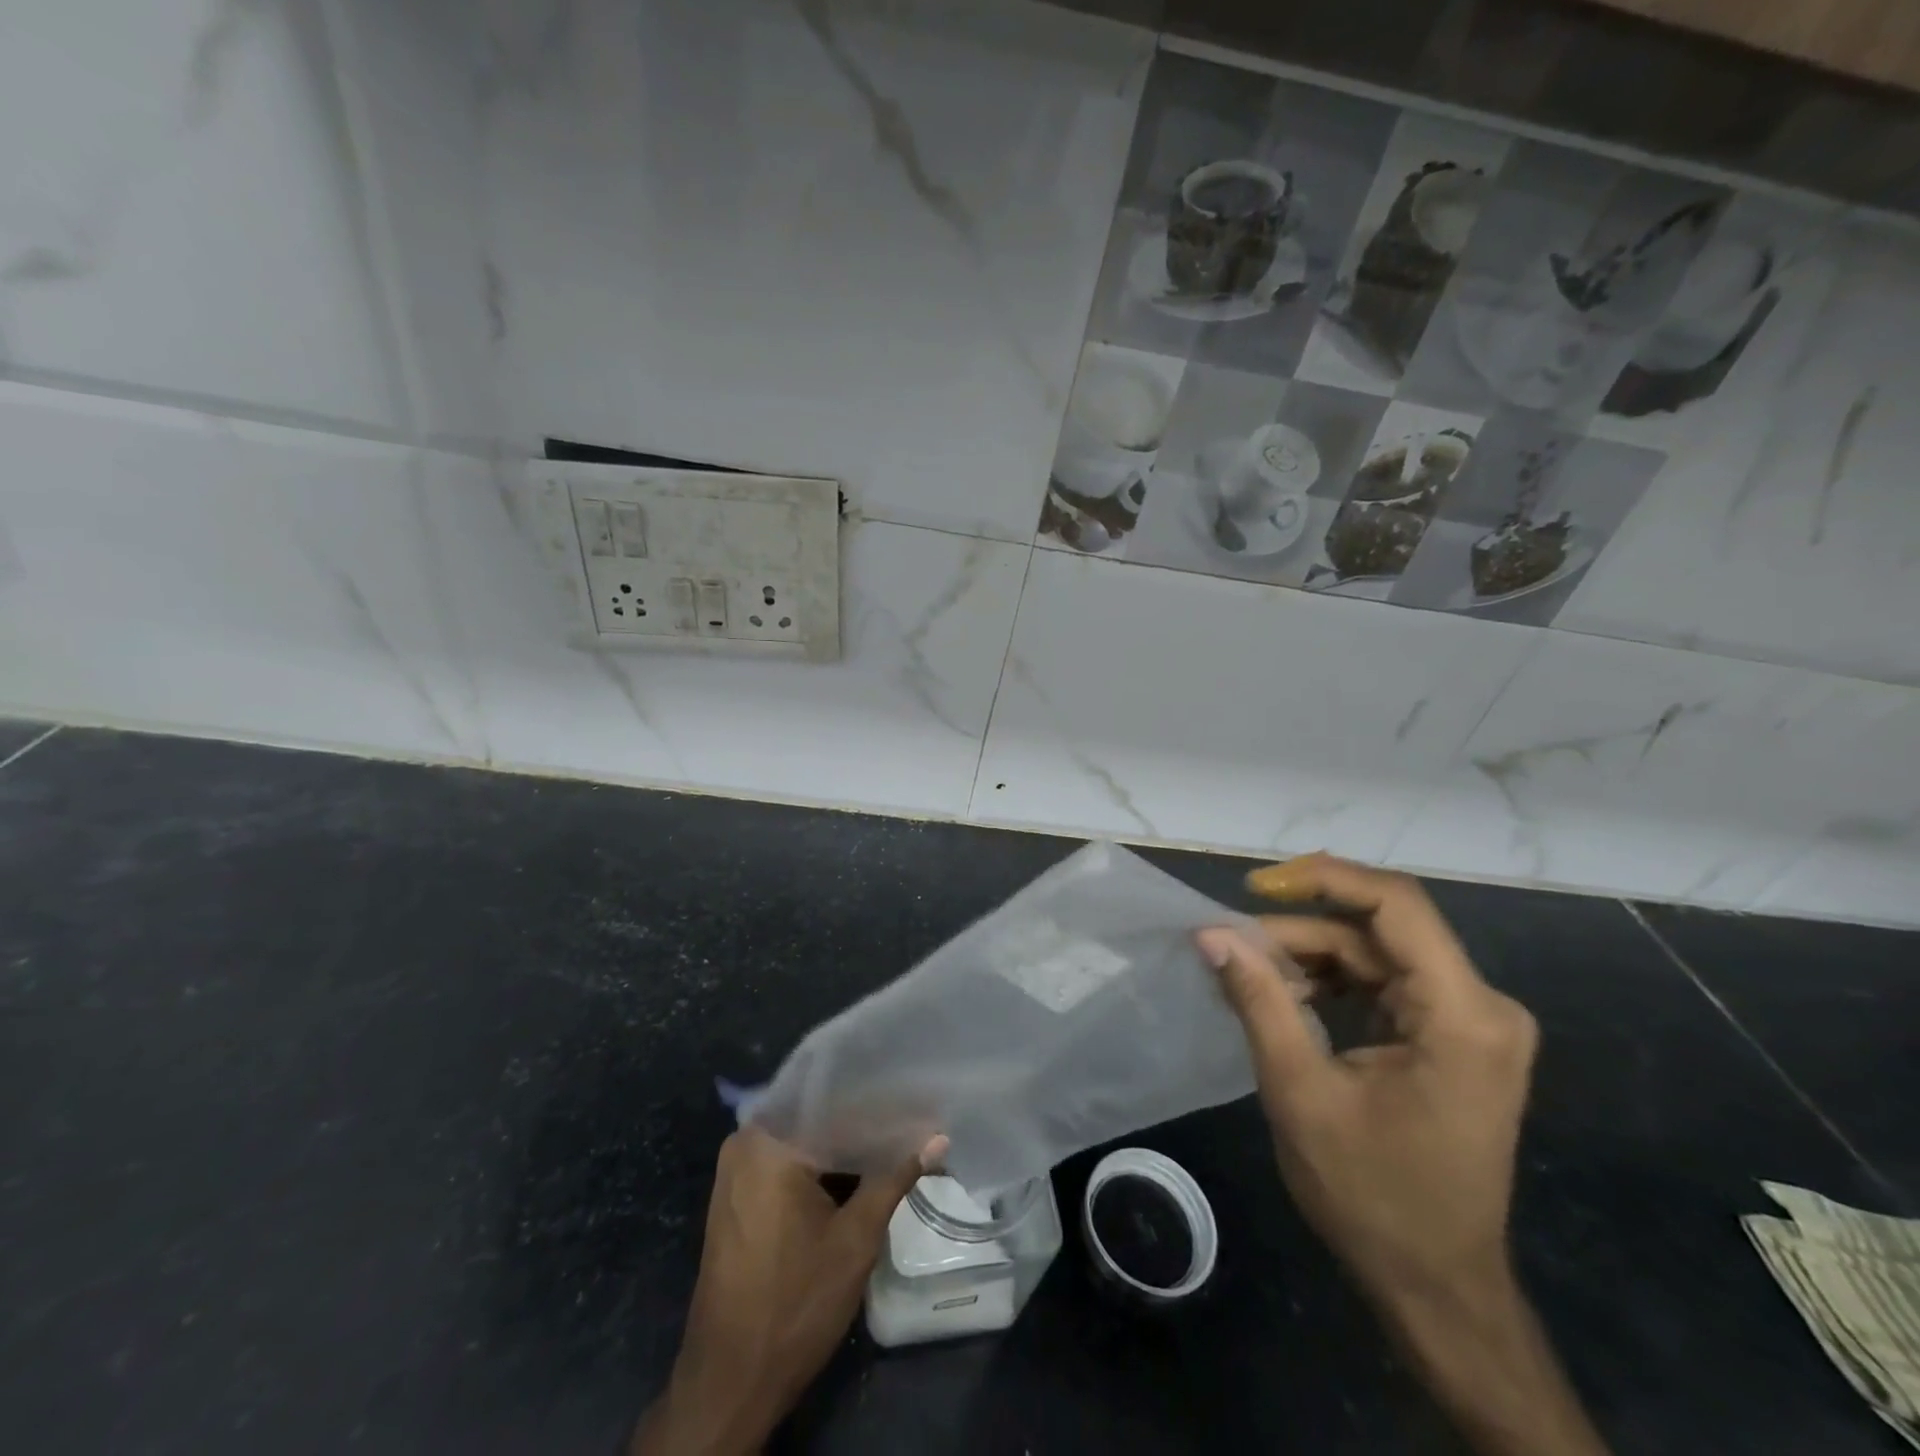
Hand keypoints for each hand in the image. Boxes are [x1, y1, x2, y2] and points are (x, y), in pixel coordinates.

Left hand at [631, 1127, 941, 1455]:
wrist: (729, 1382)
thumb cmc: (794, 1304)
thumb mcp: (855, 1238)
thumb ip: (895, 1177)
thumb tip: (938, 1137)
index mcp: (769, 1140)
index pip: (832, 1098)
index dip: (877, 1100)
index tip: (916, 1096)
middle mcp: (746, 1142)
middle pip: (815, 1117)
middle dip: (863, 1120)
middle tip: (912, 1116)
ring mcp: (736, 1170)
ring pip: (802, 1140)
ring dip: (843, 1146)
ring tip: (894, 1137)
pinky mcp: (737, 1196)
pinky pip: (786, 1162)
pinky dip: (820, 1166)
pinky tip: (858, 1170)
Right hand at [1197, 853, 1535, 1304]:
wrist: (1437, 1287)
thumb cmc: (1372, 1196)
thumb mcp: (1300, 1092)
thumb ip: (1258, 1000)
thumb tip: (1210, 933)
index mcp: (1463, 1017)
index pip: (1395, 904)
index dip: (1322, 878)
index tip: (1255, 885)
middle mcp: (1482, 1006)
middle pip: (1377, 932)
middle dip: (1299, 933)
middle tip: (1231, 949)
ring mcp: (1472, 1022)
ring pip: (1376, 955)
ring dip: (1310, 959)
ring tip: (1250, 978)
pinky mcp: (1454, 1037)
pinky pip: (1385, 984)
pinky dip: (1331, 984)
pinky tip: (1286, 1000)